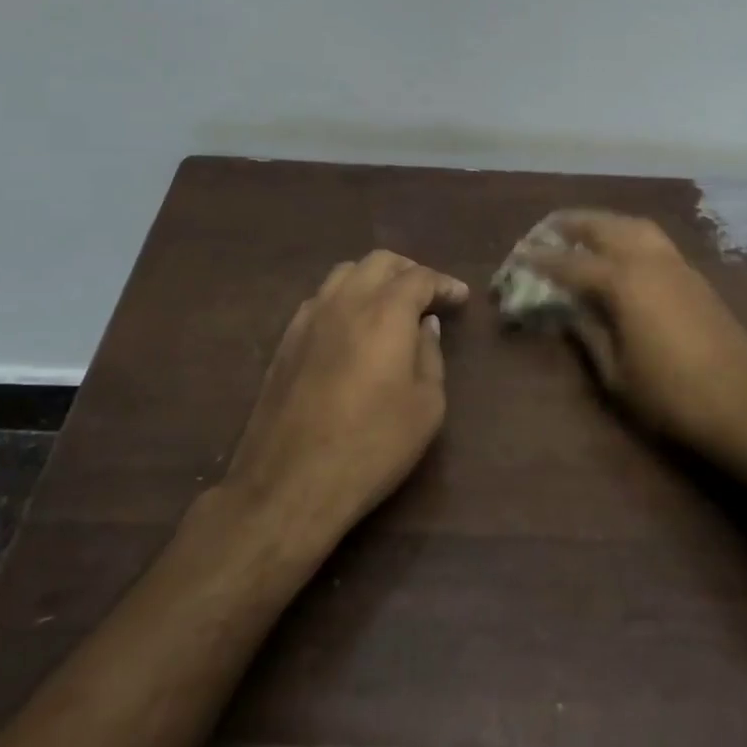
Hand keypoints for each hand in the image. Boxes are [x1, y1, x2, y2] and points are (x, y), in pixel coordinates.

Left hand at [224, 251, 469, 542]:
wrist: (290, 483)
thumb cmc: (372, 446)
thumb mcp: (426, 407)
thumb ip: (430, 356)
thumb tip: (425, 327)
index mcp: (385, 312)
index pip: (419, 277)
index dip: (444, 283)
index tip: (460, 297)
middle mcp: (345, 302)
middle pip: (379, 262)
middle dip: (409, 271)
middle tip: (428, 295)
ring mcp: (308, 319)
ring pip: (344, 274)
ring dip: (373, 280)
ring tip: (389, 305)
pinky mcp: (285, 341)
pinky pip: (320, 300)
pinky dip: (345, 299)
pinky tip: (352, 327)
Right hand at [517, 211, 746, 464]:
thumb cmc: (673, 397)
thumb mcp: (616, 375)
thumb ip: (587, 334)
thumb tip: (567, 310)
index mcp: (623, 281)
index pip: (569, 263)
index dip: (539, 261)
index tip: (516, 258)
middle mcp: (649, 260)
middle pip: (603, 226)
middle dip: (571, 225)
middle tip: (545, 232)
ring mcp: (677, 265)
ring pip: (633, 225)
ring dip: (603, 223)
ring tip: (581, 235)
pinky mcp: (696, 277)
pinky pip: (653, 240)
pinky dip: (628, 235)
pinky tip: (621, 256)